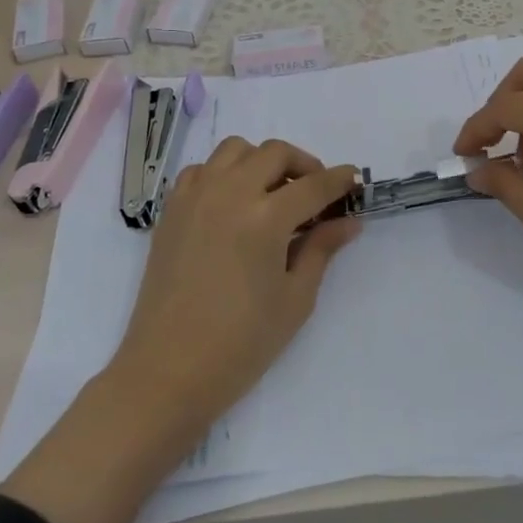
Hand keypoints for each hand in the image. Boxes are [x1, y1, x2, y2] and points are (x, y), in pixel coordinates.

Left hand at [2, 137, 357, 522]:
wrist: (167, 372)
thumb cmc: (241, 344)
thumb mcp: (294, 299)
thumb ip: (321, 249)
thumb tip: (348, 220)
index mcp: (265, 218)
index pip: (313, 185)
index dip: (340, 180)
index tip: (354, 180)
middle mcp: (229, 193)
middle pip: (275, 153)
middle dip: (304, 164)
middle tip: (316, 192)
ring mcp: (195, 197)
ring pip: (235, 150)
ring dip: (262, 161)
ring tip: (273, 193)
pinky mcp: (171, 210)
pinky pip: (202, 169)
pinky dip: (224, 173)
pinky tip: (233, 203)